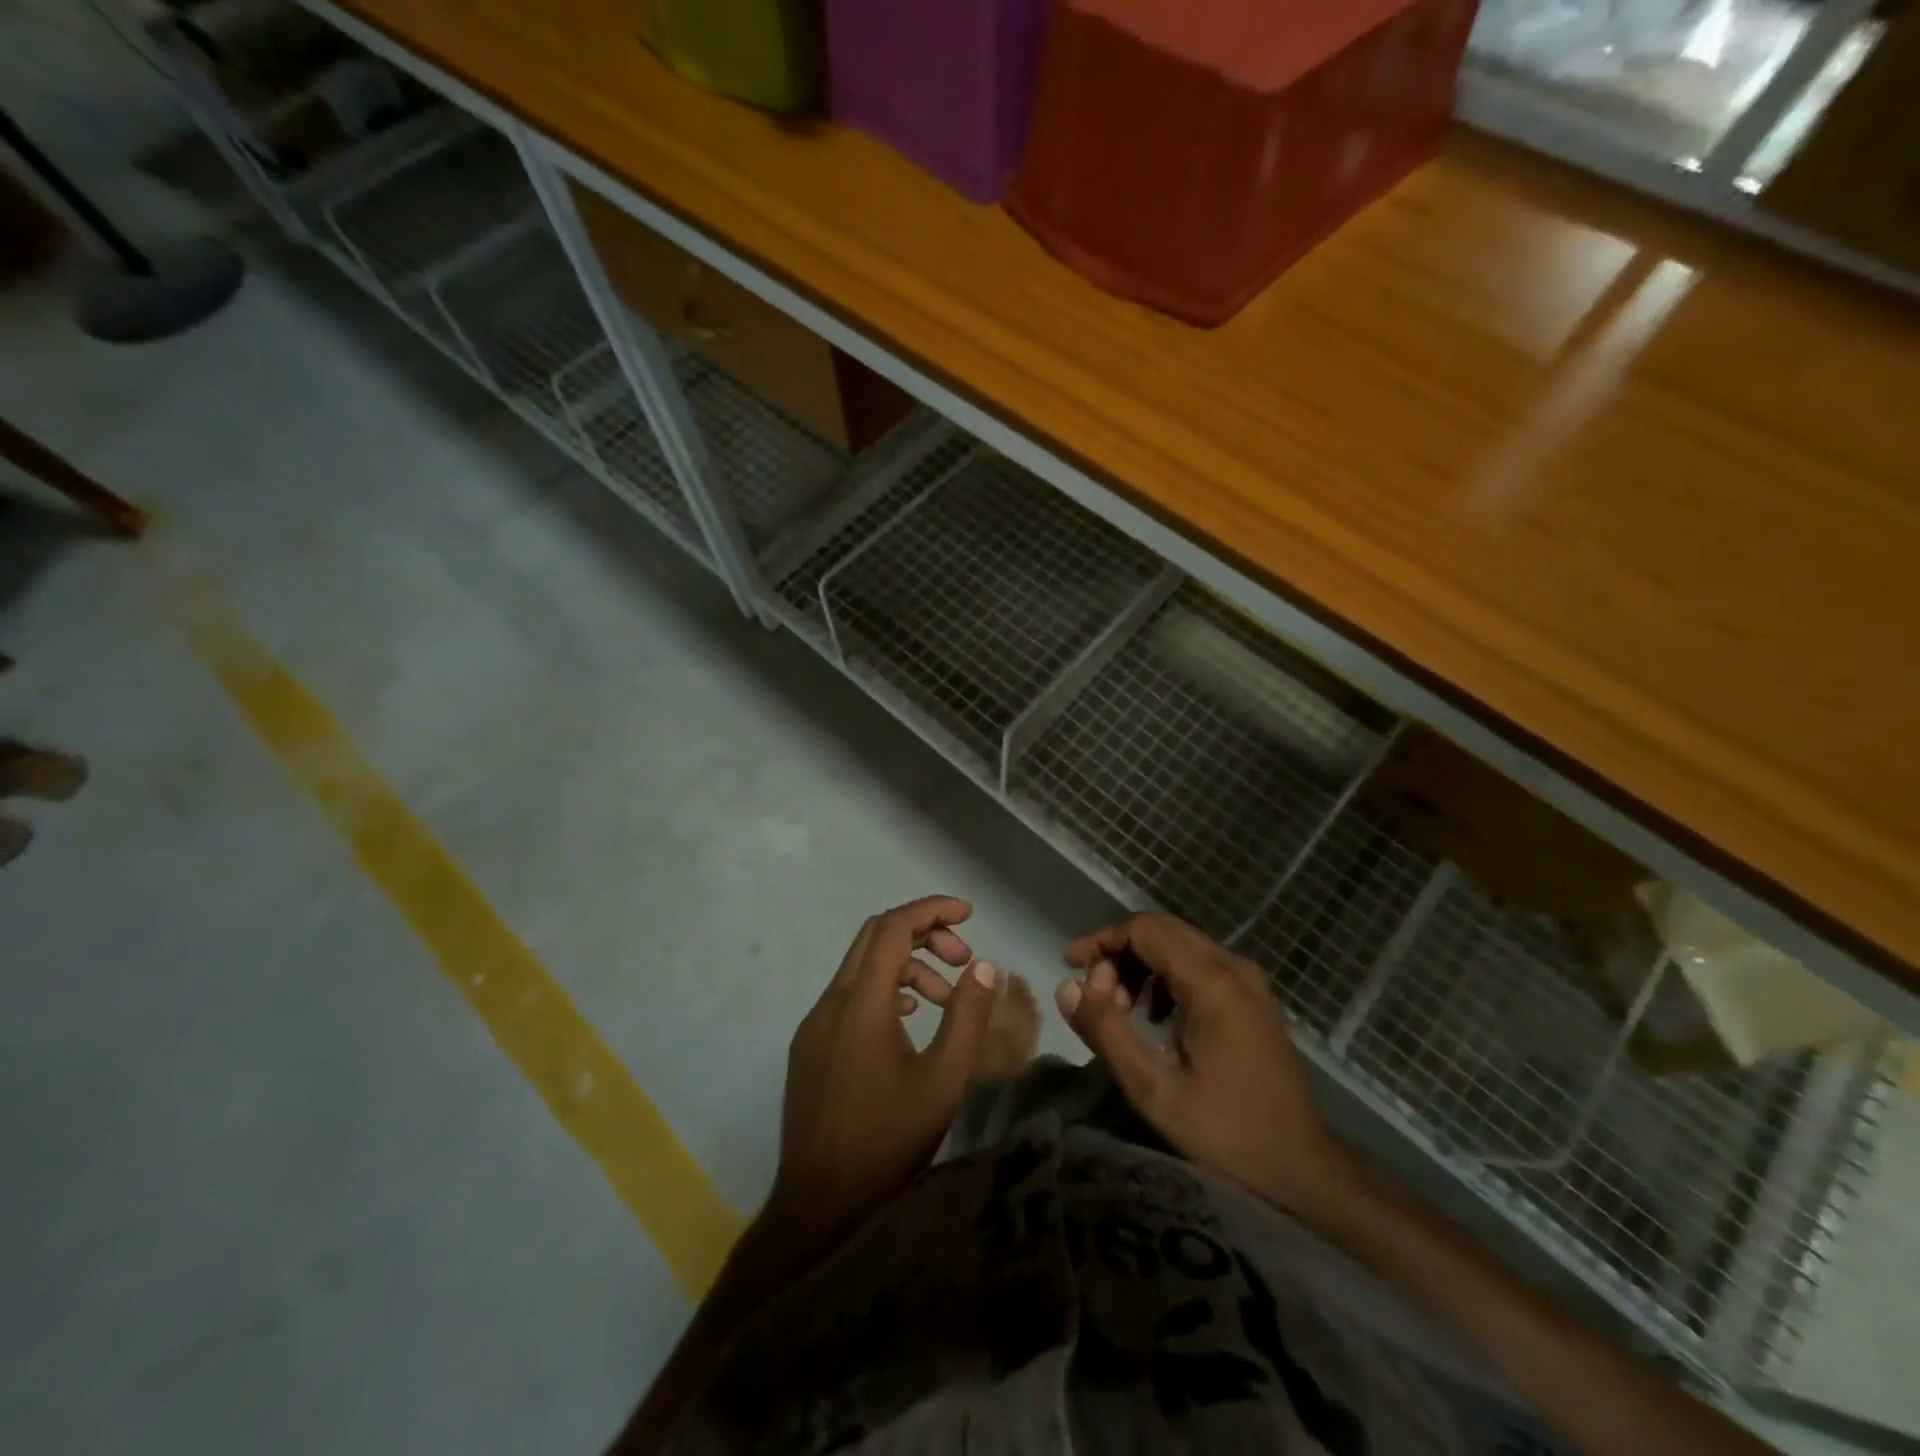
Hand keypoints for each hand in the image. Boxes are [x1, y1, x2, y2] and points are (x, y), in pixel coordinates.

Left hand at [770, 896, 1001, 1252]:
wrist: (820, 1205)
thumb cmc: (889, 1141)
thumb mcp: (944, 1080)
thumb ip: (967, 1016)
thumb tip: (983, 966)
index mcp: (862, 1004)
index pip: (894, 927)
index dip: (932, 910)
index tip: (969, 914)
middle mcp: (831, 1002)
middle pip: (875, 937)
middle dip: (923, 933)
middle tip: (963, 957)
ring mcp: (814, 1024)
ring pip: (862, 967)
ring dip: (906, 966)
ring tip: (946, 1000)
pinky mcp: (809, 1046)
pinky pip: (848, 995)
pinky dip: (883, 990)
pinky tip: (910, 1020)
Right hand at [1059, 913, 1355, 1227]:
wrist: (1304, 1171)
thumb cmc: (1227, 1134)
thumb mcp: (1154, 1090)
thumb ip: (1106, 1032)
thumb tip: (1068, 987)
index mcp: (1212, 983)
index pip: (1145, 930)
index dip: (1102, 941)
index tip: (1071, 967)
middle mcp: (1234, 968)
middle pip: (1162, 932)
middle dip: (1119, 954)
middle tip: (1093, 996)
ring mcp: (1249, 981)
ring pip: (1180, 947)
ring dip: (1141, 966)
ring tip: (1120, 1011)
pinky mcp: (1253, 998)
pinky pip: (1199, 966)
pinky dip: (1166, 978)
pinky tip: (1156, 1019)